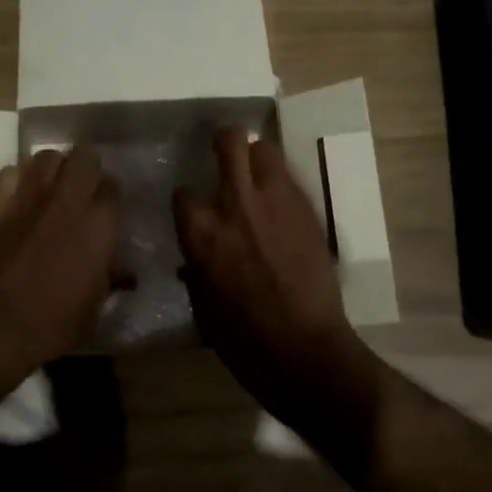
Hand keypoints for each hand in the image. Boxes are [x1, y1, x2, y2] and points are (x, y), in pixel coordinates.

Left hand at [0, 146, 119, 400]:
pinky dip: (20, 180)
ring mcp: (29, 196)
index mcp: (99, 225)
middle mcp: (67, 200)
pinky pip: (12, 172)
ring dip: (54, 171)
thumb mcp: (96, 307)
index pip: (114, 187)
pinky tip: (21, 200)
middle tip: (83, 194)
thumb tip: (119, 268)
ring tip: (52, 192)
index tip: (107, 212)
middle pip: (85, 156)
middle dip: (87, 171)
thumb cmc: (52, 326)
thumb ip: (110, 275)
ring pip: (48, 157)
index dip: (111, 198)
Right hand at [173, 129, 362, 404]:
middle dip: (224, 141)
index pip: (183, 193)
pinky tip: (279, 206)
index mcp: (201, 233)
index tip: (194, 211)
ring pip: (266, 149)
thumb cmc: (243, 341)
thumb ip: (196, 269)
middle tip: (224, 153)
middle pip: (230, 142)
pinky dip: (280, 185)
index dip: (188, 202)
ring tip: (256, 174)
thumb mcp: (202, 306)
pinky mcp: (307, 211)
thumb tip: (194, 258)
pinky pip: (290, 181)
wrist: (304, 350)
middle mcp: (236, 205)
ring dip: (257, 157)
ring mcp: (277, 203)